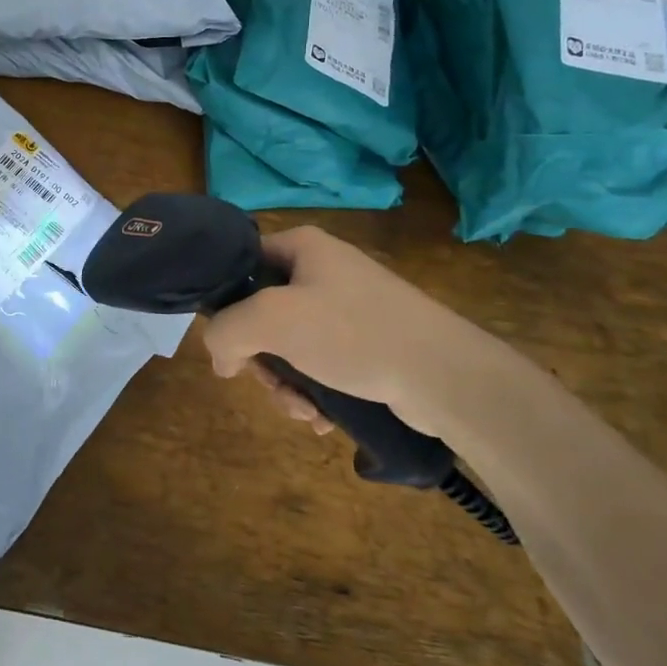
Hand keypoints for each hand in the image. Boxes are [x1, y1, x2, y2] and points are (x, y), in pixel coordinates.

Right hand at [201, 227, 491, 437]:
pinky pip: (320, 365)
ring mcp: (347, 309)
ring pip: (289, 347)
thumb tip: (220, 359)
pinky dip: (314, 393)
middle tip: (273, 387)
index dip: (226, 303)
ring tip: (305, 412)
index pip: (240, 264)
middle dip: (261, 361)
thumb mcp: (271, 320)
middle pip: (261, 314)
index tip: (228, 342)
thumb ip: (226, 332)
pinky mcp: (367, 344)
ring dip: (286, 385)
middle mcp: (322, 271)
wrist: (445, 376)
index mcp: (302, 247)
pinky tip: (322, 418)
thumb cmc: (353, 333)